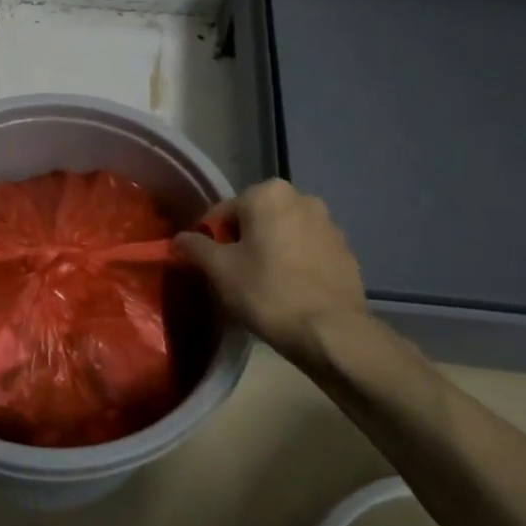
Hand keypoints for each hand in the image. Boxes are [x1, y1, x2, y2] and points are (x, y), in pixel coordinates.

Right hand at [174, 179, 385, 373]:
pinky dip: (294, 265)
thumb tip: (180, 239)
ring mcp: (330, 225)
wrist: (332, 332)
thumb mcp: (219, 270)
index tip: (208, 266)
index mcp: (269, 194)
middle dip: (242, 244)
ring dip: (270, 253)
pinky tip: (289, 293)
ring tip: (262, 288)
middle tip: (233, 278)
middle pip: (256, 220)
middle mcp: (303, 199)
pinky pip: (307, 253)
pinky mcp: (346, 252)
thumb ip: (195, 247)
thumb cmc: (268, 292)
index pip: (224, 212)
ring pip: (283, 235)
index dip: (210, 239)